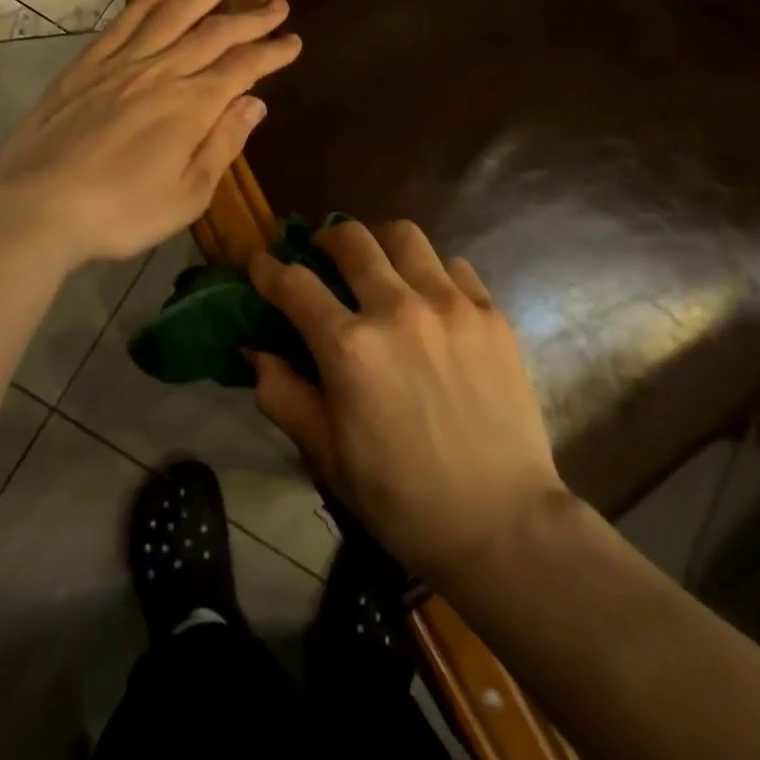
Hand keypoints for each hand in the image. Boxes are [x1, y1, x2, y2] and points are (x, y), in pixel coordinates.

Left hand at [0, 0, 300, 264]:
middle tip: (279, 1)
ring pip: (174, 12)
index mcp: (192, 106)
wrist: (40, 206)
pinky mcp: (89, 63)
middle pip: (215, 33)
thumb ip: (223, 143)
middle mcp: (162, 72)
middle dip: (251, 16)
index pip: (242, 69)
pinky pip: (127, 18)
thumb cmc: (122, 212)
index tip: (294, 41)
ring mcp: (123, 62)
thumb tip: (255, 103)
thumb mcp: (188, 194)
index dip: (272, 53)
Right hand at [248, 220, 566, 585]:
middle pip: (351, 239)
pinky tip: (430, 298)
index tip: (260, 263)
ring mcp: (450, 306)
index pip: (294, 283)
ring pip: (405, 235)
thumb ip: (282, 394)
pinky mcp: (490, 314)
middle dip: (325, 240)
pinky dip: (431, 270)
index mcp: (349, 347)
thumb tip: (257, 350)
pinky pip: (454, 265)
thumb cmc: (401, 498)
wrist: (501, 524)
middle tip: (322, 255)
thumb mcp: (325, 454)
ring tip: (379, 266)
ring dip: (380, 243)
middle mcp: (397, 309)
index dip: (268, 268)